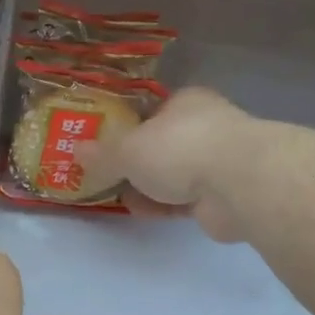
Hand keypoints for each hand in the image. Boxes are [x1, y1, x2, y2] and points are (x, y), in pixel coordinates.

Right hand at [95, 87, 255, 242]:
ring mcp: (218, 162)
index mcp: (185, 102)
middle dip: (136, 162)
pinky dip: (164, 205)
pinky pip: (185, 200)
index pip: (152, 111)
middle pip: (162, 144)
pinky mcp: (224, 196)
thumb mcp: (128, 149)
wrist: (239, 184)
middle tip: (107, 176)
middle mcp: (205, 126)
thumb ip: (102, 153)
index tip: (105, 145)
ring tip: (119, 197)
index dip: (127, 127)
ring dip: (148, 187)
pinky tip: (143, 212)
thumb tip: (76, 150)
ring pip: (174, 174)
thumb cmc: (180, 149)